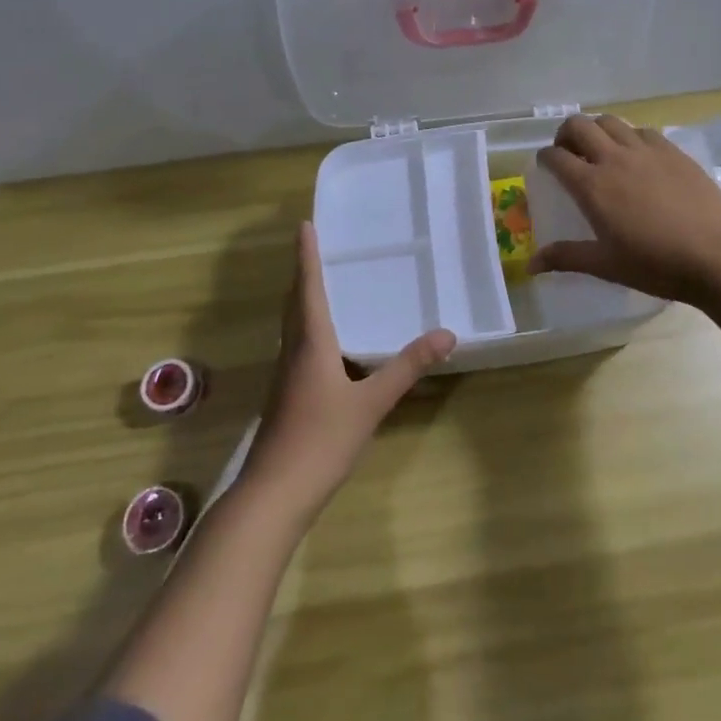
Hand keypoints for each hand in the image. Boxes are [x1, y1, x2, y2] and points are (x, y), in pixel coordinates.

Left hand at [243, 222, 455, 517]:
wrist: (274, 494)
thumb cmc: (321, 440)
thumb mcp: (371, 403)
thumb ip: (407, 367)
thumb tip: (447, 334)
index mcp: (310, 343)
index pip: (308, 287)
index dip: (307, 256)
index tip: (304, 225)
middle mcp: (293, 352)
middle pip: (295, 303)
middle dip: (303, 273)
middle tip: (313, 248)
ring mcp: (285, 376)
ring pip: (292, 325)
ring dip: (302, 299)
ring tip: (320, 285)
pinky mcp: (285, 396)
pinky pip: (296, 346)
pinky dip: (307, 328)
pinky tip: (324, 344)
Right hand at [527, 114, 720, 303]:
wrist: (718, 254)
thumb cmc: (656, 264)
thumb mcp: (606, 264)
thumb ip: (566, 258)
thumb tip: (531, 265)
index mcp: (592, 185)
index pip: (556, 157)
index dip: (545, 157)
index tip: (545, 165)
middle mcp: (614, 158)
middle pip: (579, 125)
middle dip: (566, 134)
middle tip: (569, 153)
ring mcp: (646, 150)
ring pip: (611, 121)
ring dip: (597, 130)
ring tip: (601, 150)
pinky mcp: (673, 151)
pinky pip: (642, 131)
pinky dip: (629, 137)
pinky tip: (637, 157)